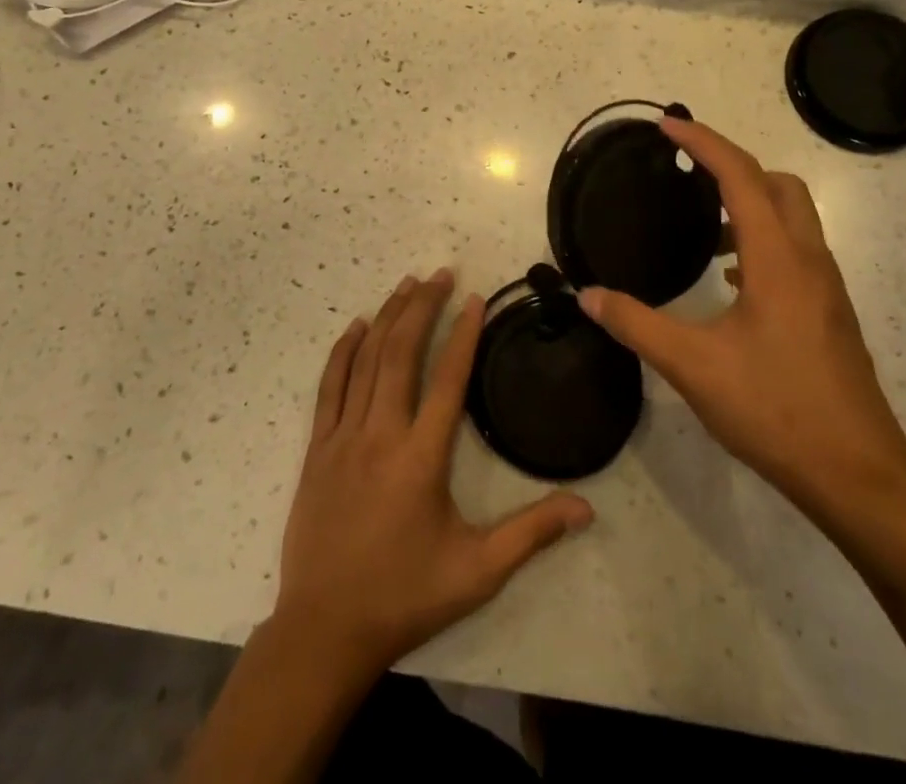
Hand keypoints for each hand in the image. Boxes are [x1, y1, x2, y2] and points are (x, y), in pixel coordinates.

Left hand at [273, 269, 593, 677]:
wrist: (324, 631)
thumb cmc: (405, 596)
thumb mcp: (477, 571)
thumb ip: (531, 534)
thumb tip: (587, 508)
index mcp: (421, 457)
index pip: (447, 379)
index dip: (463, 334)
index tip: (474, 298)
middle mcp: (381, 434)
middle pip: (402, 353)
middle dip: (422, 307)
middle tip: (440, 273)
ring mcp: (343, 437)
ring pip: (366, 360)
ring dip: (387, 317)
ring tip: (407, 284)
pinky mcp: (317, 448)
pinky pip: (330, 386)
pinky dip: (343, 351)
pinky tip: (356, 327)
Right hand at [577, 119, 905, 535]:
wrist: (858, 474)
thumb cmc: (776, 410)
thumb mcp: (694, 366)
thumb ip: (636, 324)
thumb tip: (586, 295)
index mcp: (777, 258)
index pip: (740, 176)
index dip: (703, 143)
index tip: (667, 126)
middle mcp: (808, 259)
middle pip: (778, 183)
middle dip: (732, 165)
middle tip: (687, 172)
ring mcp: (825, 286)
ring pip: (792, 216)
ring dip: (749, 203)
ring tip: (702, 227)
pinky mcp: (829, 311)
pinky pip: (795, 249)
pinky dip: (762, 239)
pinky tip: (731, 279)